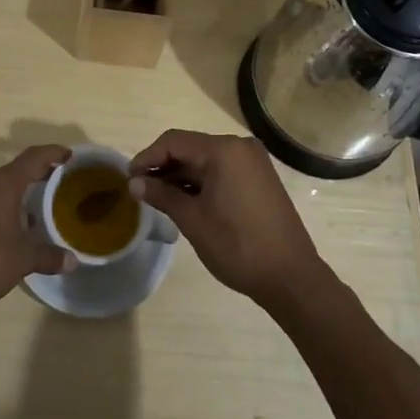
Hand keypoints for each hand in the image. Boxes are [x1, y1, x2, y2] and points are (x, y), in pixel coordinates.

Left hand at [0, 144, 76, 315]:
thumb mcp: (23, 260)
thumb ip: (49, 256)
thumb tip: (73, 260)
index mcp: (3, 184)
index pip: (33, 157)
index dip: (53, 153)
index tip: (70, 155)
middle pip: (16, 170)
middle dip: (39, 174)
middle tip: (60, 182)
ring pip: (0, 186)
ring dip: (20, 192)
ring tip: (38, 208)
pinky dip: (3, 205)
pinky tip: (11, 227)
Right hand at [128, 129, 327, 310]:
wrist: (291, 277)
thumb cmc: (237, 246)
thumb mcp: (193, 220)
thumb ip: (162, 195)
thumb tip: (134, 183)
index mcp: (223, 150)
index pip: (174, 141)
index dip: (148, 157)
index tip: (128, 178)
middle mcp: (240, 147)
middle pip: (191, 147)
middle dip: (163, 166)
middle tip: (140, 190)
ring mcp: (253, 162)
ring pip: (206, 160)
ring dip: (181, 175)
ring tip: (158, 198)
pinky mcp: (260, 178)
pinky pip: (222, 170)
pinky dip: (201, 181)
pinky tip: (186, 200)